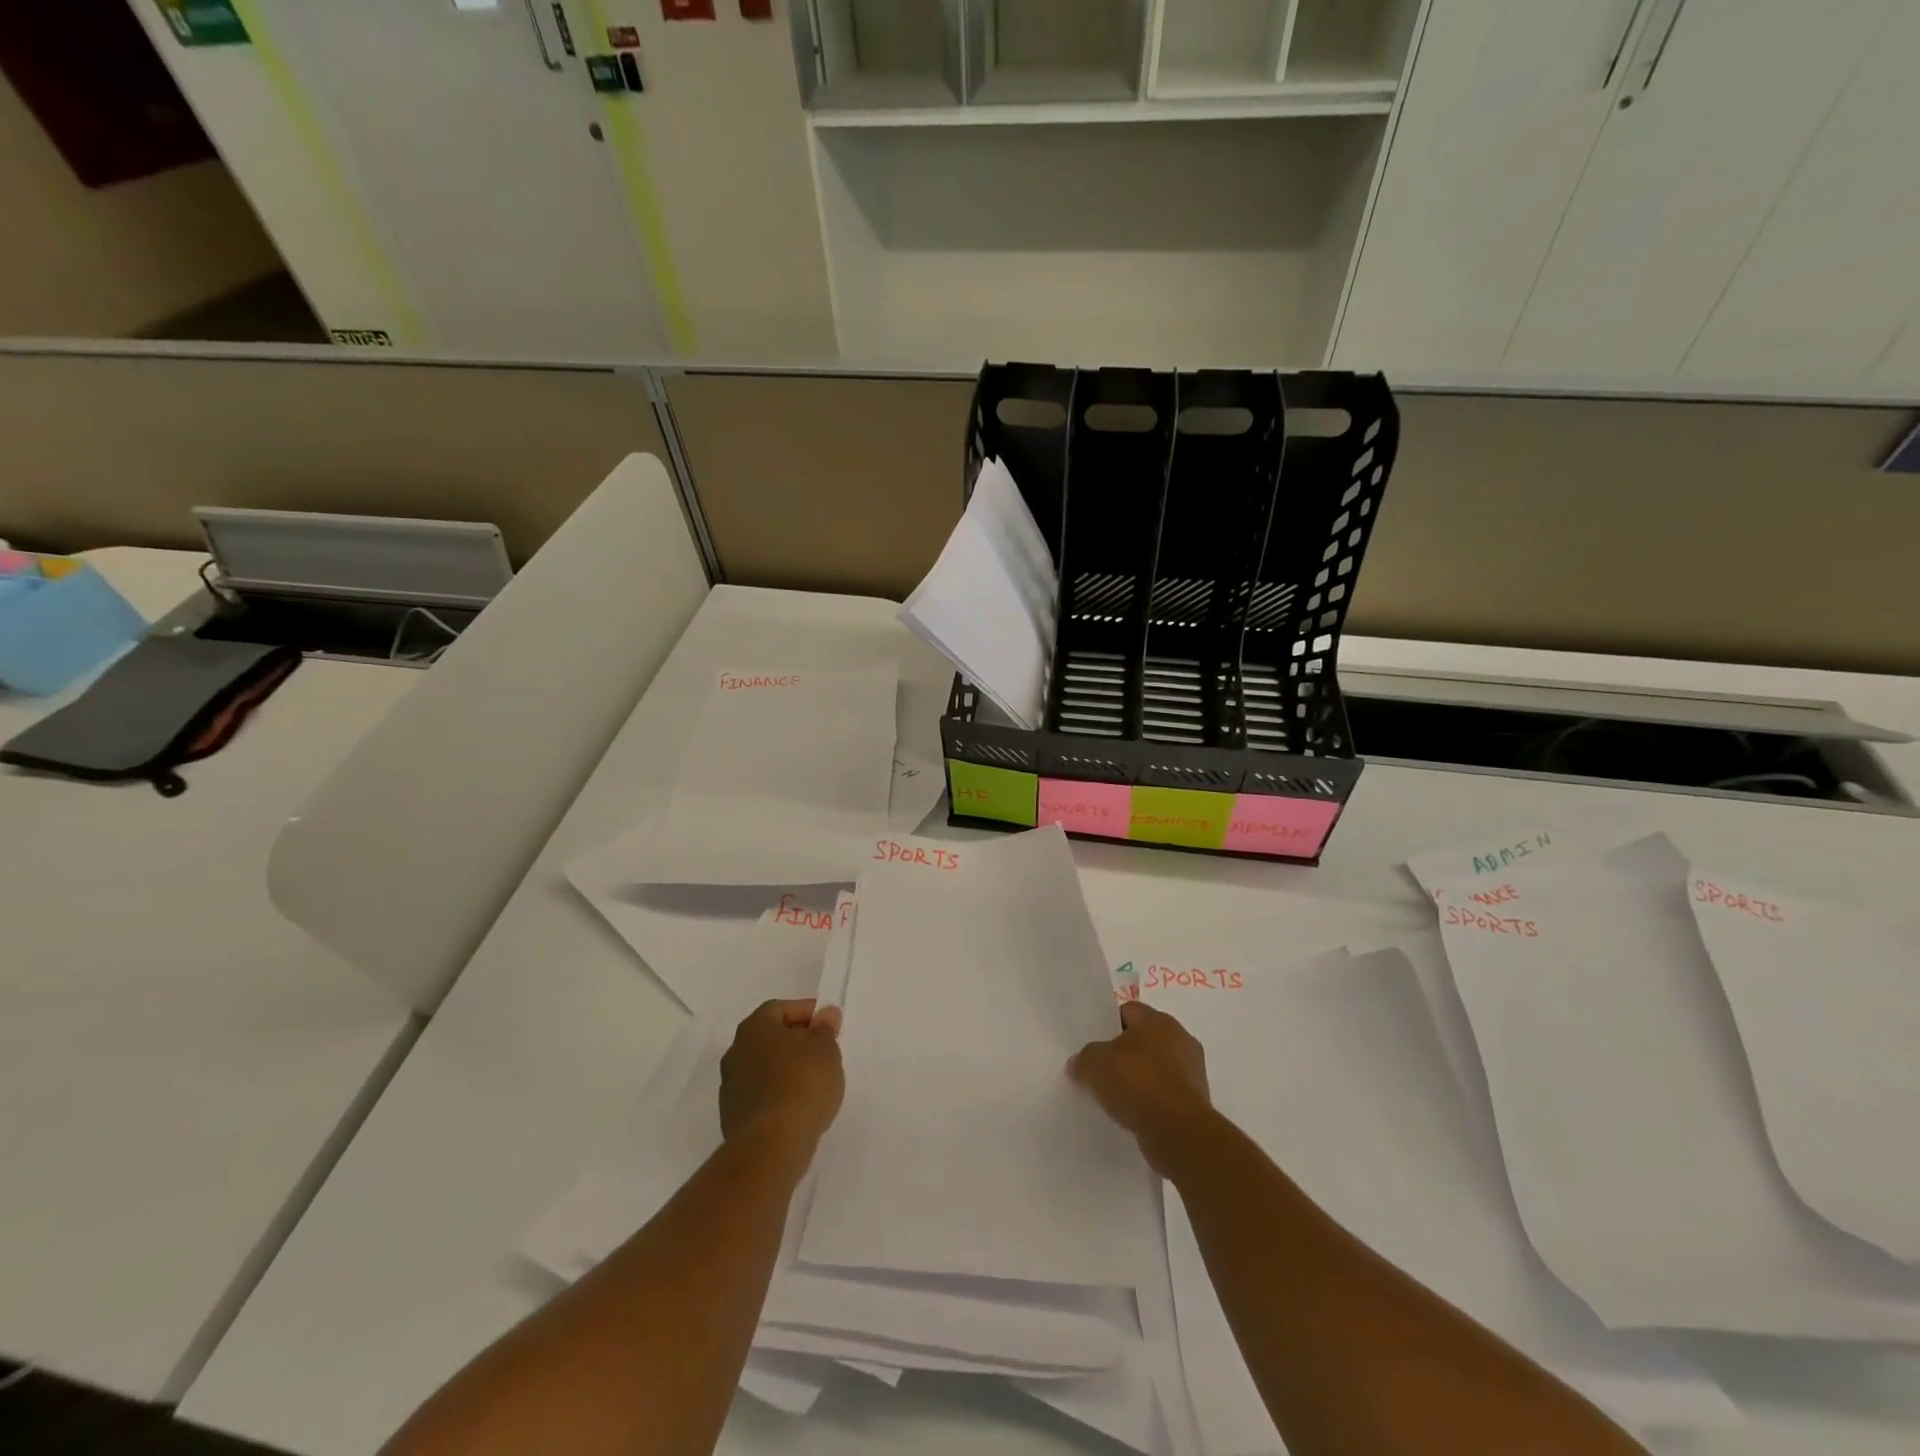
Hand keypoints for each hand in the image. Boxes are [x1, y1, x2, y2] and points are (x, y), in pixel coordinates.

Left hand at [719, 999, 844, 1151]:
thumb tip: (825, 1014)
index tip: (829, 1026)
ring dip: (786, 1070)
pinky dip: (778, 1095)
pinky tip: (798, 1107)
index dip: (806, 1013)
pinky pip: (760, 1095)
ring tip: (814, 1083)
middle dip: (796, 1041)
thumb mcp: (825, 1048)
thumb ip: (825, 1028)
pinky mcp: (732, 1117)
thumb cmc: (802, 1083)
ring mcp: (730, 1086)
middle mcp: (735, 1051)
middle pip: (770, 1037)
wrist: (772, 1145)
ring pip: (764, 1068)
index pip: (781, 1008)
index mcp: (754, 1027)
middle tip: (823, 1052)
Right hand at [1068, 1002, 1211, 1175]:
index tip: (1094, 1046)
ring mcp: (1193, 1070)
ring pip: (1157, 1067)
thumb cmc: (1137, 1083)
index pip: (1128, 1011)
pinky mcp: (1197, 1100)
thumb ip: (1084, 1058)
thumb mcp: (1095, 1064)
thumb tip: (1078, 1063)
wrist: (1178, 1131)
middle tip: (1103, 1070)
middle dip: (1125, 1053)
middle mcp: (1180, 1038)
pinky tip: (1136, 1114)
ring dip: (1141, 1078)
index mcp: (1158, 1020)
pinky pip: (1167, 1093)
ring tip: (1118, 1097)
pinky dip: (1153, 1100)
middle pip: (1144, 1039)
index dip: (1108, 1026)